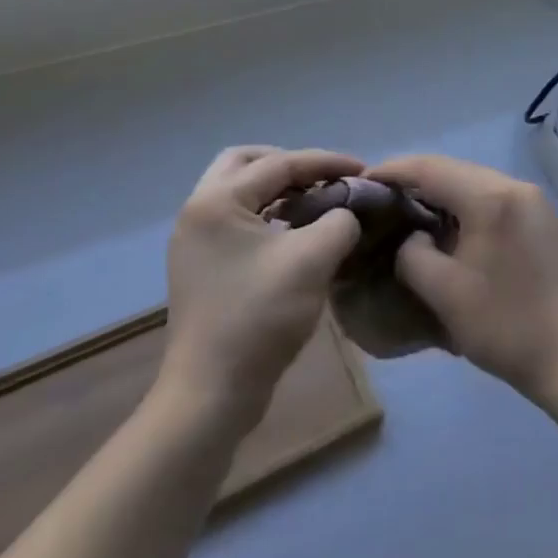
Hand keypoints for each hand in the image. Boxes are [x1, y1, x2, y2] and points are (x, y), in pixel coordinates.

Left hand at [161, 147, 362, 427]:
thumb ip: (339, 221)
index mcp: (218, 201)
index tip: (363, 169)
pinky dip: (266, 214)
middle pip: (245, 163)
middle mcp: (198, 211)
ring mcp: (194, 240)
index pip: (279, 163)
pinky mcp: (200, 266)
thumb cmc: (259, 318)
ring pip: (238, 191)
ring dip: (277, 189)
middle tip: (323, 178)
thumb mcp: (313, 260)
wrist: (210, 395)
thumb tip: (345, 213)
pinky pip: (236, 219)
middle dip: (288, 164)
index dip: (326, 162)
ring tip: (314, 203)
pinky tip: (294, 233)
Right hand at [366, 154, 557, 400]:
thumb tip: (413, 238)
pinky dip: (468, 205)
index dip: (393, 170)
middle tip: (383, 198)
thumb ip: (413, 254)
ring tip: (412, 212)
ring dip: (443, 192)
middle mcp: (515, 186)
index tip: (364, 181)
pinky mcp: (544, 219)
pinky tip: (453, 227)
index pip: (431, 168)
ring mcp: (535, 201)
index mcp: (490, 197)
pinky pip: (495, 198)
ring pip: (476, 182)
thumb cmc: (504, 326)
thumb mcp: (443, 293)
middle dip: (416, 179)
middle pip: (455, 169)